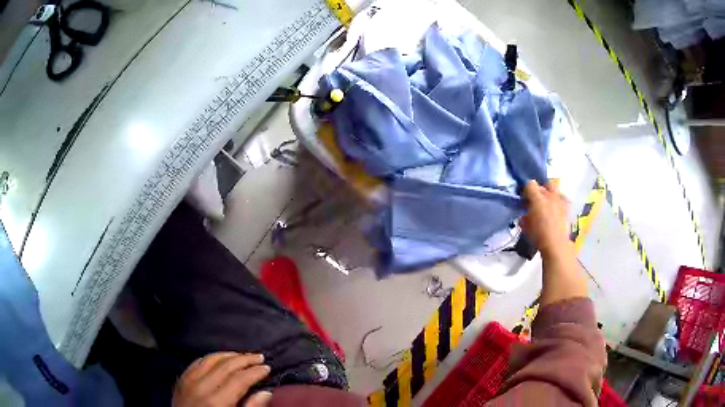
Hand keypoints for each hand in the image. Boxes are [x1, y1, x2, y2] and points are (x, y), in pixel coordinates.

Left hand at [173, 352, 272, 406]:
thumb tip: (266, 393)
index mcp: (216, 401)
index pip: (239, 379)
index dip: (255, 372)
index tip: (267, 368)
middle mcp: (201, 387)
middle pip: (225, 365)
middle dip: (245, 359)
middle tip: (259, 356)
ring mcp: (188, 381)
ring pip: (210, 359)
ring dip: (228, 355)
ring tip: (242, 355)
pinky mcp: (180, 380)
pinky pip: (196, 362)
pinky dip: (210, 358)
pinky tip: (218, 358)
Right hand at [521, 179, 570, 258]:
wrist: (556, 245)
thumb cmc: (538, 236)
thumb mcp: (526, 226)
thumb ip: (525, 216)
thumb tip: (525, 213)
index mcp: (537, 199)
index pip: (530, 184)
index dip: (526, 190)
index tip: (524, 199)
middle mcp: (549, 196)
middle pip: (545, 183)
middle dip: (540, 189)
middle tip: (536, 199)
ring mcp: (559, 201)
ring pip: (555, 189)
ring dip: (550, 194)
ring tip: (547, 203)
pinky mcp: (567, 207)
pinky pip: (562, 199)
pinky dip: (559, 201)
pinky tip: (556, 209)